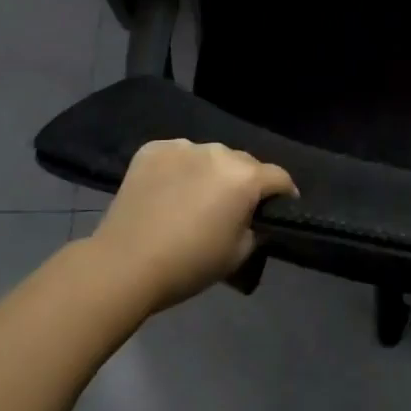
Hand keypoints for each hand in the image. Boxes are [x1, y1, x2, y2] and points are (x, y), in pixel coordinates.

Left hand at [89, 139, 296, 313]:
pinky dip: (180, 169)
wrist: (125, 263)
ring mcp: (183, 146)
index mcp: (245, 177)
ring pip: (209, 156)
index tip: (280, 207)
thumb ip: (256, 227)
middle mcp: (218, 152)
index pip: (279, 177)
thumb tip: (254, 216)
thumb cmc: (189, 264)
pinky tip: (169, 191)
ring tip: (196, 198)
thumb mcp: (239, 255)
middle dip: (245, 182)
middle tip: (233, 208)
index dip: (285, 193)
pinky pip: (178, 155)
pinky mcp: (153, 148)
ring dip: (211, 172)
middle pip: (243, 163)